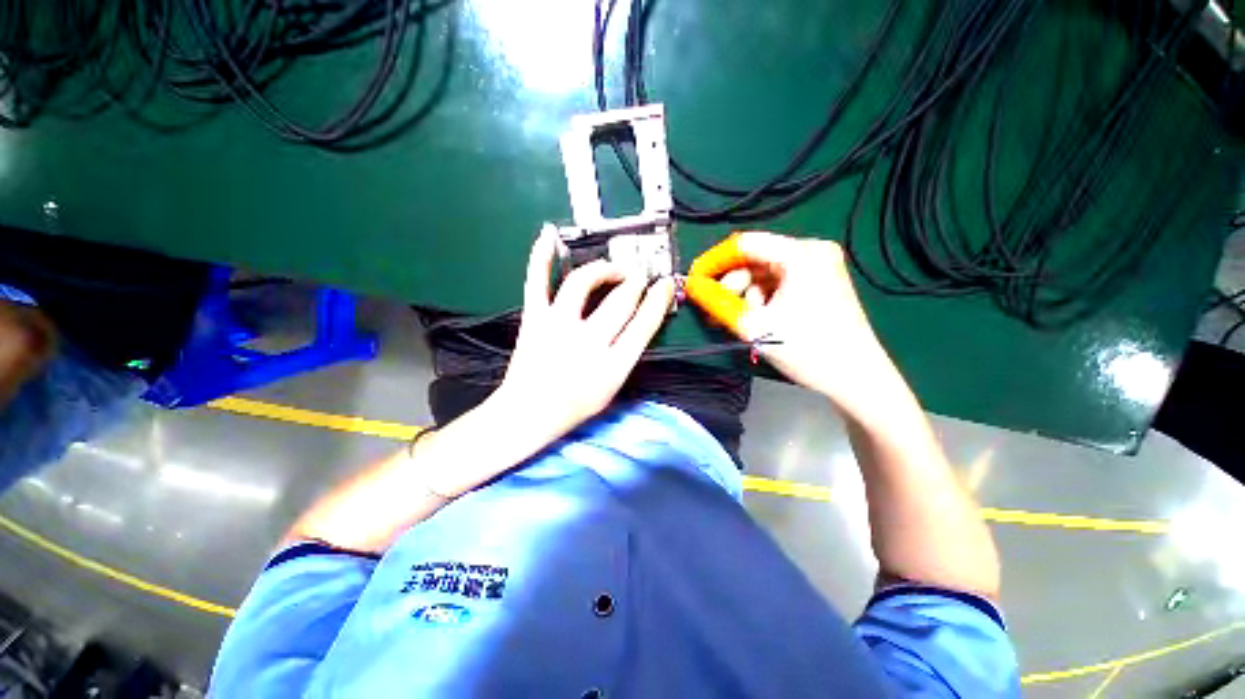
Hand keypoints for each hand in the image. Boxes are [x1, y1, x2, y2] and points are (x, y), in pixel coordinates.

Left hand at [493, 229, 674, 442]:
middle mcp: (586, 342)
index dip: (658, 300)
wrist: (527, 413)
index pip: (643, 325)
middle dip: (636, 282)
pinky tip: (549, 235)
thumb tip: (640, 320)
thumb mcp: (612, 388)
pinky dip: (541, 256)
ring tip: (614, 269)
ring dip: (604, 269)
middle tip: (640, 276)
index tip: (665, 285)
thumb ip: (628, 354)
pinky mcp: (533, 319)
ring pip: (583, 282)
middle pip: (620, 300)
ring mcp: (556, 326)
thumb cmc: (574, 406)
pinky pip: (537, 281)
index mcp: (611, 366)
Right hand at [688, 232, 897, 415]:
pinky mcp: (820, 282)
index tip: (694, 279)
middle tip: (716, 309)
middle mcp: (811, 251)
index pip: (744, 244)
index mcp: (801, 254)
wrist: (856, 377)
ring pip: (764, 273)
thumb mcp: (754, 326)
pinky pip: (779, 283)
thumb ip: (717, 302)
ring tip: (740, 321)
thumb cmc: (807, 349)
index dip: (714, 260)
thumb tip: (692, 285)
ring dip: (746, 296)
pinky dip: (762, 299)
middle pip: (755, 259)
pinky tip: (758, 319)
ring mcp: (818, 266)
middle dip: (731, 285)